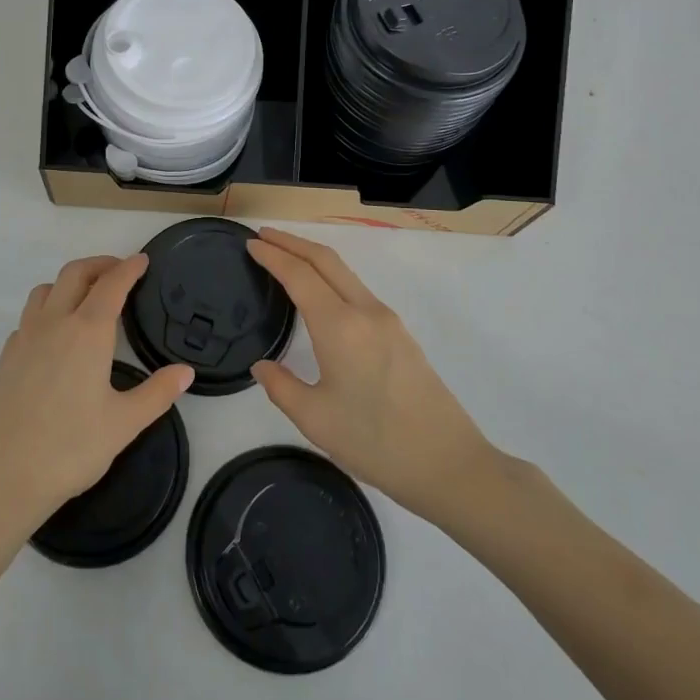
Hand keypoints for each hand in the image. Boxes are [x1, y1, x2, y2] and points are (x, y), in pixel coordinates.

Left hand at [0, 255, 193, 545]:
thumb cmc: (69, 449)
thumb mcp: (124, 424)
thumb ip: (157, 393)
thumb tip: (185, 371)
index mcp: (87, 332)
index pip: (111, 285)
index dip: (129, 268)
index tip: (142, 260)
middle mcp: (54, 324)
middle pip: (74, 274)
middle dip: (99, 264)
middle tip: (119, 270)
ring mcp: (24, 338)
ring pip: (45, 290)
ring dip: (68, 282)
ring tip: (86, 296)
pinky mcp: (6, 357)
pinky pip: (28, 317)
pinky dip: (46, 310)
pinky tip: (55, 335)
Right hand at [248, 229, 502, 528]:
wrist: (450, 464)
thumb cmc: (376, 443)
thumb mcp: (316, 420)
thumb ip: (281, 387)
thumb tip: (262, 365)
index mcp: (340, 327)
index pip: (299, 275)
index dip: (272, 255)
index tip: (250, 243)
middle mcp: (366, 311)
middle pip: (326, 260)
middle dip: (293, 242)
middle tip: (263, 236)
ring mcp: (388, 320)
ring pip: (345, 273)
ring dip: (314, 258)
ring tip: (287, 258)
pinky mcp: (401, 334)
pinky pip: (358, 290)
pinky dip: (332, 277)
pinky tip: (321, 294)